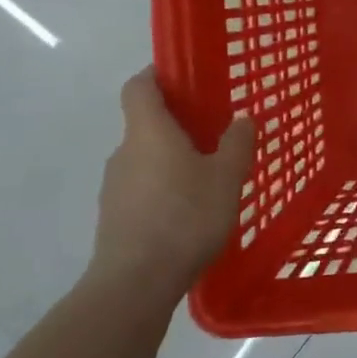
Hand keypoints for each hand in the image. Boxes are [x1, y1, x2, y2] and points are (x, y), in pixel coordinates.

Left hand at [93, 68, 254, 304]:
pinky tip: (190, 211)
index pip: (139, 86)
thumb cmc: (185, 217)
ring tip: (208, 176)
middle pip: (146, 123)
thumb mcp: (226, 177)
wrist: (135, 283)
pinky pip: (142, 188)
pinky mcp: (114, 217)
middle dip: (177, 123)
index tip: (183, 75)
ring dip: (172, 159)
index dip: (157, 74)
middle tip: (215, 131)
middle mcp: (125, 152)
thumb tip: (242, 118)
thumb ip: (237, 143)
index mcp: (149, 131)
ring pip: (145, 158)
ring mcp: (115, 186)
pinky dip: (164, 188)